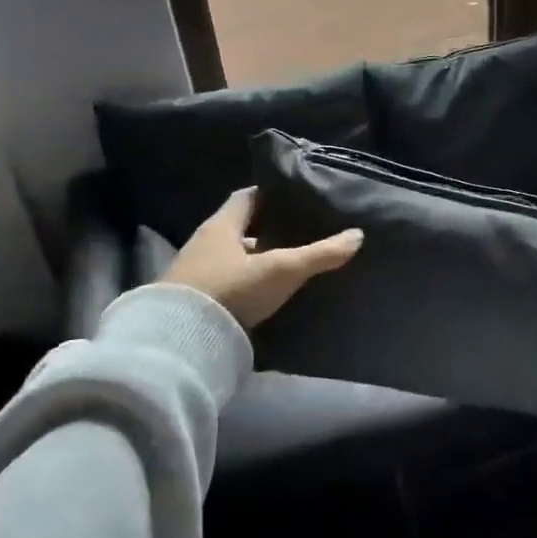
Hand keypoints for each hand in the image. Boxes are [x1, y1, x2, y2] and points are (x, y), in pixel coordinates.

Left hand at [162, 187, 361, 330]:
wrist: (179, 342)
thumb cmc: (231, 290)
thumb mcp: (281, 270)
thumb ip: (320, 253)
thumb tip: (357, 235)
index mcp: (221, 225)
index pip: (247, 197)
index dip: (272, 195)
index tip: (296, 199)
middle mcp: (205, 243)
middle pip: (241, 228)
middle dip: (269, 230)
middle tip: (300, 232)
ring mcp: (196, 273)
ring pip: (234, 256)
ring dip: (257, 258)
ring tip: (288, 263)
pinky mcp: (194, 300)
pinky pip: (227, 281)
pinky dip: (246, 282)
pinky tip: (266, 291)